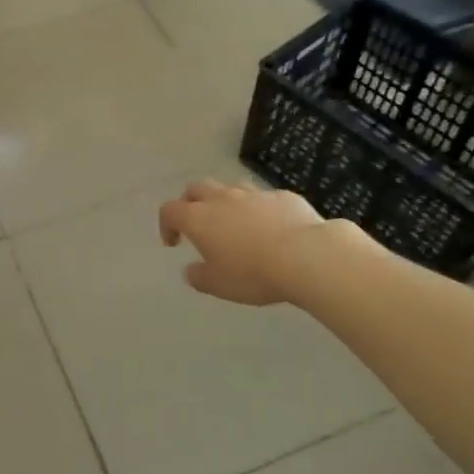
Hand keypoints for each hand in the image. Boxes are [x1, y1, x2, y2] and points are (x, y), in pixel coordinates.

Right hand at [158, 179, 324, 306]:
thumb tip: (191, 270)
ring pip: (230, 188)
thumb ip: (199, 277)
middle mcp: (222, 198)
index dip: (166, 224)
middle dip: (191, 203)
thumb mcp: (219, 285)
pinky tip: (271, 228)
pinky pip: (263, 198)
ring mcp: (254, 194)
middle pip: (196, 188)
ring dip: (225, 202)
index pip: (170, 210)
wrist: (307, 255)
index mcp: (199, 218)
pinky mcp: (282, 196)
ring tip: (234, 224)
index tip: (174, 243)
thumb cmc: (254, 273)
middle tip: (197, 224)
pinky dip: (259, 209)